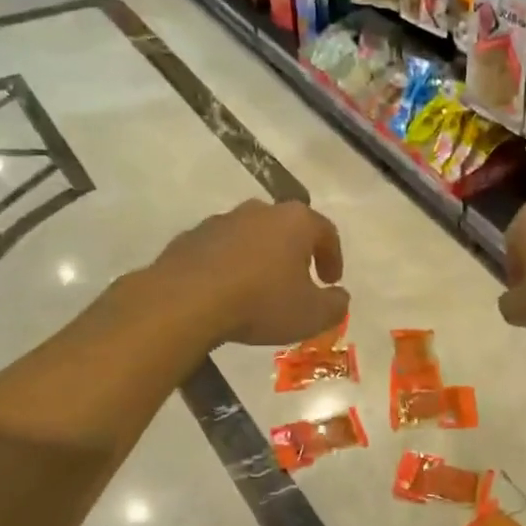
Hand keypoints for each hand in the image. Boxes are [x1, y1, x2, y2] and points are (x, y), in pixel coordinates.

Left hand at [149, 199, 348, 348]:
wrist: (185, 302)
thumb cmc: (261, 301)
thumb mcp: (312, 314)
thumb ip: (335, 305)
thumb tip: (339, 297)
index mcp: (295, 221)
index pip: (326, 231)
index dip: (333, 257)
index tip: (332, 281)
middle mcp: (260, 211)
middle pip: (287, 228)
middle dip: (296, 253)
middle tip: (299, 281)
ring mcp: (221, 221)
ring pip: (251, 237)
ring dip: (261, 258)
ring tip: (260, 290)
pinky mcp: (189, 238)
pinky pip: (220, 251)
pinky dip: (229, 267)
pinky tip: (227, 293)